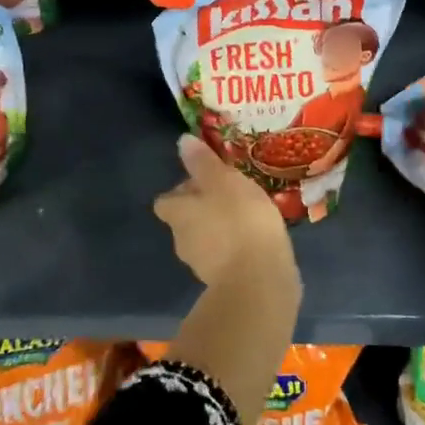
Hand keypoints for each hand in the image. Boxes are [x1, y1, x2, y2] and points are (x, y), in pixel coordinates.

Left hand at [154, 135, 296, 288]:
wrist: (258, 280)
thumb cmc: (239, 220)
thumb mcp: (224, 180)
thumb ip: (203, 162)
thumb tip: (181, 142)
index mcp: (177, 213)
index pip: (166, 200)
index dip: (182, 190)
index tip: (205, 181)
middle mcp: (181, 240)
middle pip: (185, 219)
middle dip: (203, 208)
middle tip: (231, 195)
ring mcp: (201, 265)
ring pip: (205, 239)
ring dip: (220, 229)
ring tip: (248, 216)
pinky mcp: (224, 282)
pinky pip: (225, 258)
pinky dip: (235, 248)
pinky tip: (256, 240)